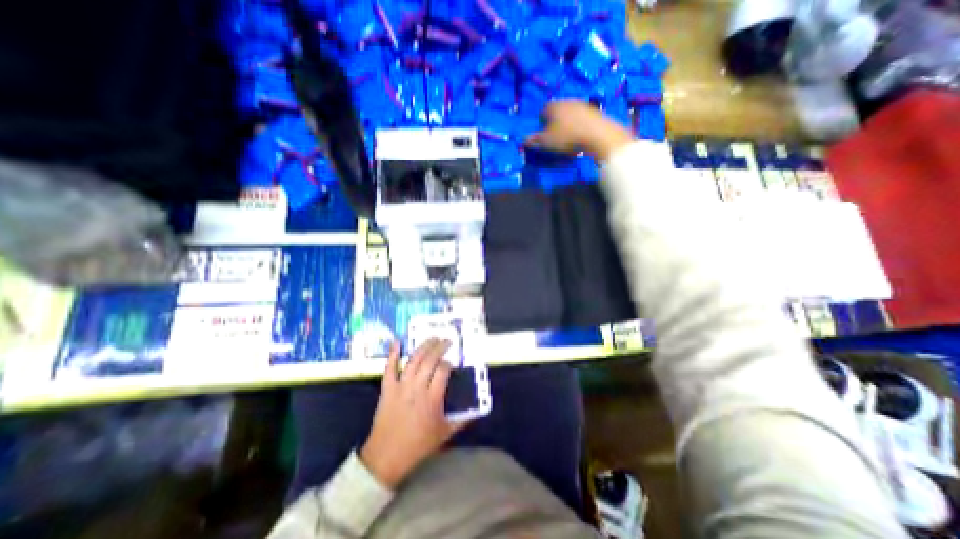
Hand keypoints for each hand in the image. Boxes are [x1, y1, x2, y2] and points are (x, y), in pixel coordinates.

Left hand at [358, 338, 467, 486]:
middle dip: (440, 347)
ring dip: (424, 347)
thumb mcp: (444, 434)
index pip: (443, 371)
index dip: (448, 363)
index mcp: (433, 399)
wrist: (386, 458)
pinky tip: (397, 341)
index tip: (451, 363)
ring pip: (413, 360)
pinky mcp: (387, 389)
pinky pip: (389, 368)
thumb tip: (478, 411)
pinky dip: (393, 354)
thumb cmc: (418, 446)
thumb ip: (463, 420)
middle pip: (430, 360)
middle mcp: (417, 388)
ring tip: (432, 338)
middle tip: (446, 341)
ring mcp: (401, 387)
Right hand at [528, 99, 635, 160]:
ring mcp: (581, 104)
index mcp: (552, 106)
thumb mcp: (546, 142)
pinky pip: (581, 118)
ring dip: (567, 123)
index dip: (541, 123)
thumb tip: (522, 140)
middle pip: (556, 111)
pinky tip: (580, 136)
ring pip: (569, 114)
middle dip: (554, 122)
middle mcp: (566, 101)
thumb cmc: (567, 137)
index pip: (542, 111)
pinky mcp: (593, 110)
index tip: (543, 134)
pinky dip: (579, 125)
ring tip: (568, 138)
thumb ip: (534, 140)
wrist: (597, 134)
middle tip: (555, 136)